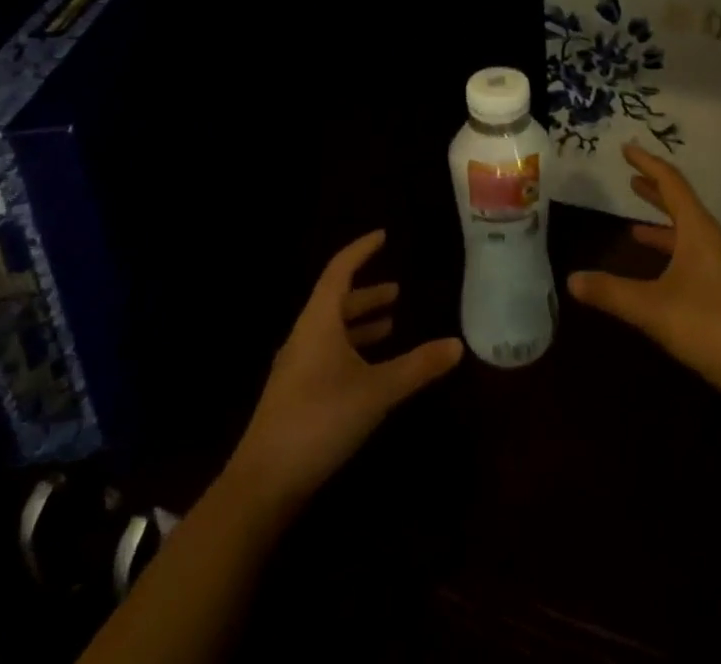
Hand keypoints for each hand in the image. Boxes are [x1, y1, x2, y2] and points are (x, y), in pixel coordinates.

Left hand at [224, 231, 462, 515]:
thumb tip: (458, 344)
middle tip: (397, 291)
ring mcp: (296, 367)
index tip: (383, 236)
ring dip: (360, 323)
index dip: (361, 250)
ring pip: (331, 331)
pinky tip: (368, 369)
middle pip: (335, 301)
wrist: (262, 484)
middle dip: (367, 294)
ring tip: (389, 324)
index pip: (339, 270)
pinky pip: (327, 354)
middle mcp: (304, 336)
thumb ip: (417, 366)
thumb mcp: (377, 391)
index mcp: (319, 322)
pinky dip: (351, 349)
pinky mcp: (295, 395)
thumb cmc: (320, 421)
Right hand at [567, 144, 720, 400]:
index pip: (671, 183)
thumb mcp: (652, 308)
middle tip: (629, 177)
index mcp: (698, 230)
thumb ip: (611, 292)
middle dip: (654, 190)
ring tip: (633, 226)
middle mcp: (711, 240)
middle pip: (681, 204)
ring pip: (687, 232)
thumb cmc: (709, 326)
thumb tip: (571, 279)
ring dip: (661, 224)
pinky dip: (670, 252)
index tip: (626, 148)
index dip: (647, 163)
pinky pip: (691, 255)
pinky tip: (656, 272)